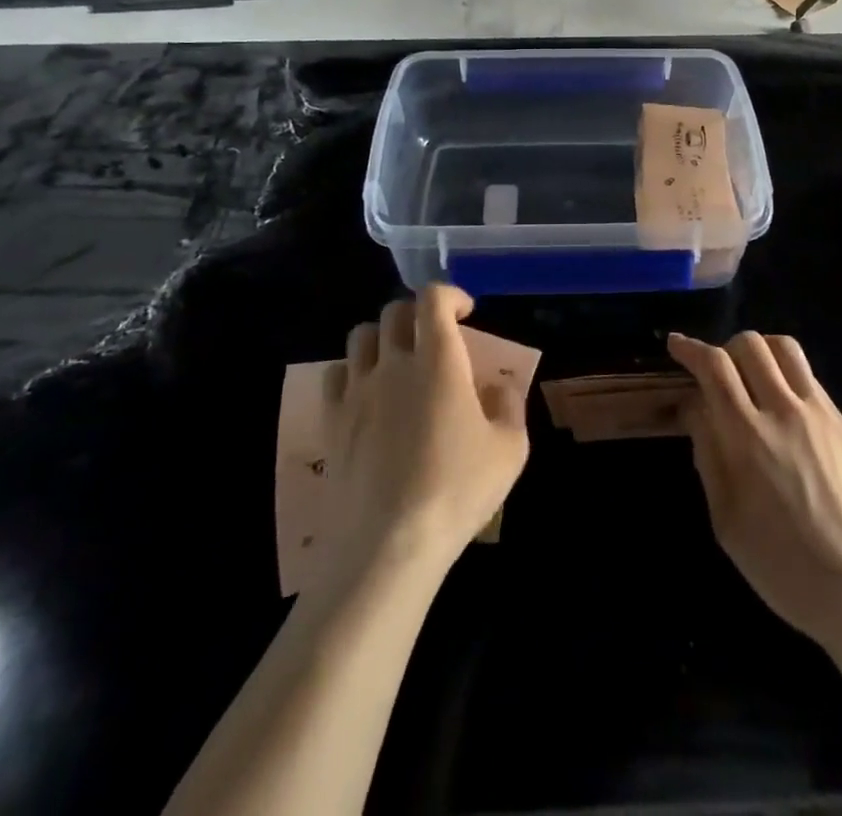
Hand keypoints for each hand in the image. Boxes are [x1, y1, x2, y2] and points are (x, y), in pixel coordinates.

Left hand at [323, 285, 529, 577]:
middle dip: (418, 313)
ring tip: (399, 360)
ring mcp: (357, 390)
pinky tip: (368, 393)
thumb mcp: (509, 450)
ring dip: (384, 337)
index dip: (450, 295)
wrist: (388, 546)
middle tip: (436, 337)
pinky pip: (335, 373)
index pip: (432, 298)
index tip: (465, 313)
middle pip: (395, 311)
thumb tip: (497, 387)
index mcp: (438, 360)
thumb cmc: (457, 492)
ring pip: (361, 335)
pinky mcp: (332, 421)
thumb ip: (509, 406)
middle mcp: (393, 363)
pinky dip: (353, 370)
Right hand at [668, 331, 841, 652]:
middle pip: (750, 344)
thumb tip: (694, 408)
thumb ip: (708, 455)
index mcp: (748, 436)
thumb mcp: (726, 521)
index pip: (714, 366)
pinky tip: (786, 412)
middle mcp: (784, 411)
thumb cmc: (784, 567)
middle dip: (724, 348)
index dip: (691, 349)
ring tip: (752, 375)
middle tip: (716, 372)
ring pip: (786, 349)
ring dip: (760, 351)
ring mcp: (821, 414)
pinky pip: (811, 381)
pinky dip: (788, 379)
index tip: (676, 345)